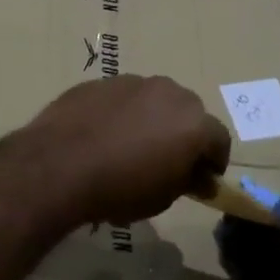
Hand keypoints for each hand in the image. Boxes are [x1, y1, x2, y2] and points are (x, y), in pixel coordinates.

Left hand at [14, 76, 230, 226]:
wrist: (60, 164)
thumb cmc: (120, 188)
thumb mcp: (162, 197)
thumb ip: (185, 180)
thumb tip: (196, 175)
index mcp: (193, 122)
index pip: (219, 139)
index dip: (213, 160)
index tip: (201, 179)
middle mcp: (168, 92)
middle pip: (188, 112)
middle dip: (184, 133)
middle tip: (167, 160)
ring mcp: (132, 81)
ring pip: (153, 99)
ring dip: (151, 118)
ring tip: (131, 146)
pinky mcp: (100, 81)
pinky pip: (121, 98)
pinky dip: (120, 113)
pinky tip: (102, 135)